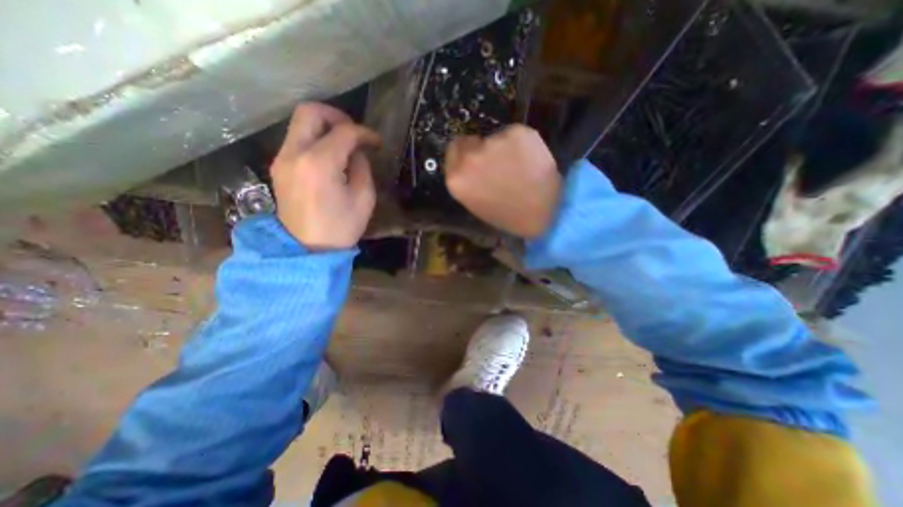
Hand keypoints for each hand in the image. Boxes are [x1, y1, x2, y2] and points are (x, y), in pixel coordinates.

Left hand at [268, 102, 379, 251]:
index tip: (376, 142)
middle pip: (310, 112)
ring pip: (300, 124)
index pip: (344, 131)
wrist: (308, 249)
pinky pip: (296, 141)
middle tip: (355, 132)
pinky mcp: (279, 167)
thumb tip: (357, 151)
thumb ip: (362, 167)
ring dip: (325, 127)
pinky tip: (330, 156)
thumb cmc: (341, 227)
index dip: (364, 132)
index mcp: (319, 163)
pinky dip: (315, 140)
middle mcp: (294, 153)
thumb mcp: (363, 198)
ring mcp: (282, 159)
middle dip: (337, 116)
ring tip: (345, 144)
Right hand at [444, 125, 561, 237]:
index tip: (476, 157)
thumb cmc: (508, 215)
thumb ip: (467, 180)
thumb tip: (469, 163)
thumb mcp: (475, 203)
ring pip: (495, 138)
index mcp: (456, 179)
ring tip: (518, 167)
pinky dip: (521, 144)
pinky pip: (515, 135)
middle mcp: (470, 158)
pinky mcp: (517, 132)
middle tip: (498, 163)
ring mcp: (493, 143)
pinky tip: (530, 160)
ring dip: (504, 148)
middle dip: (482, 148)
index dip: (466, 152)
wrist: (544, 212)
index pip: (454, 149)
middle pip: (471, 140)